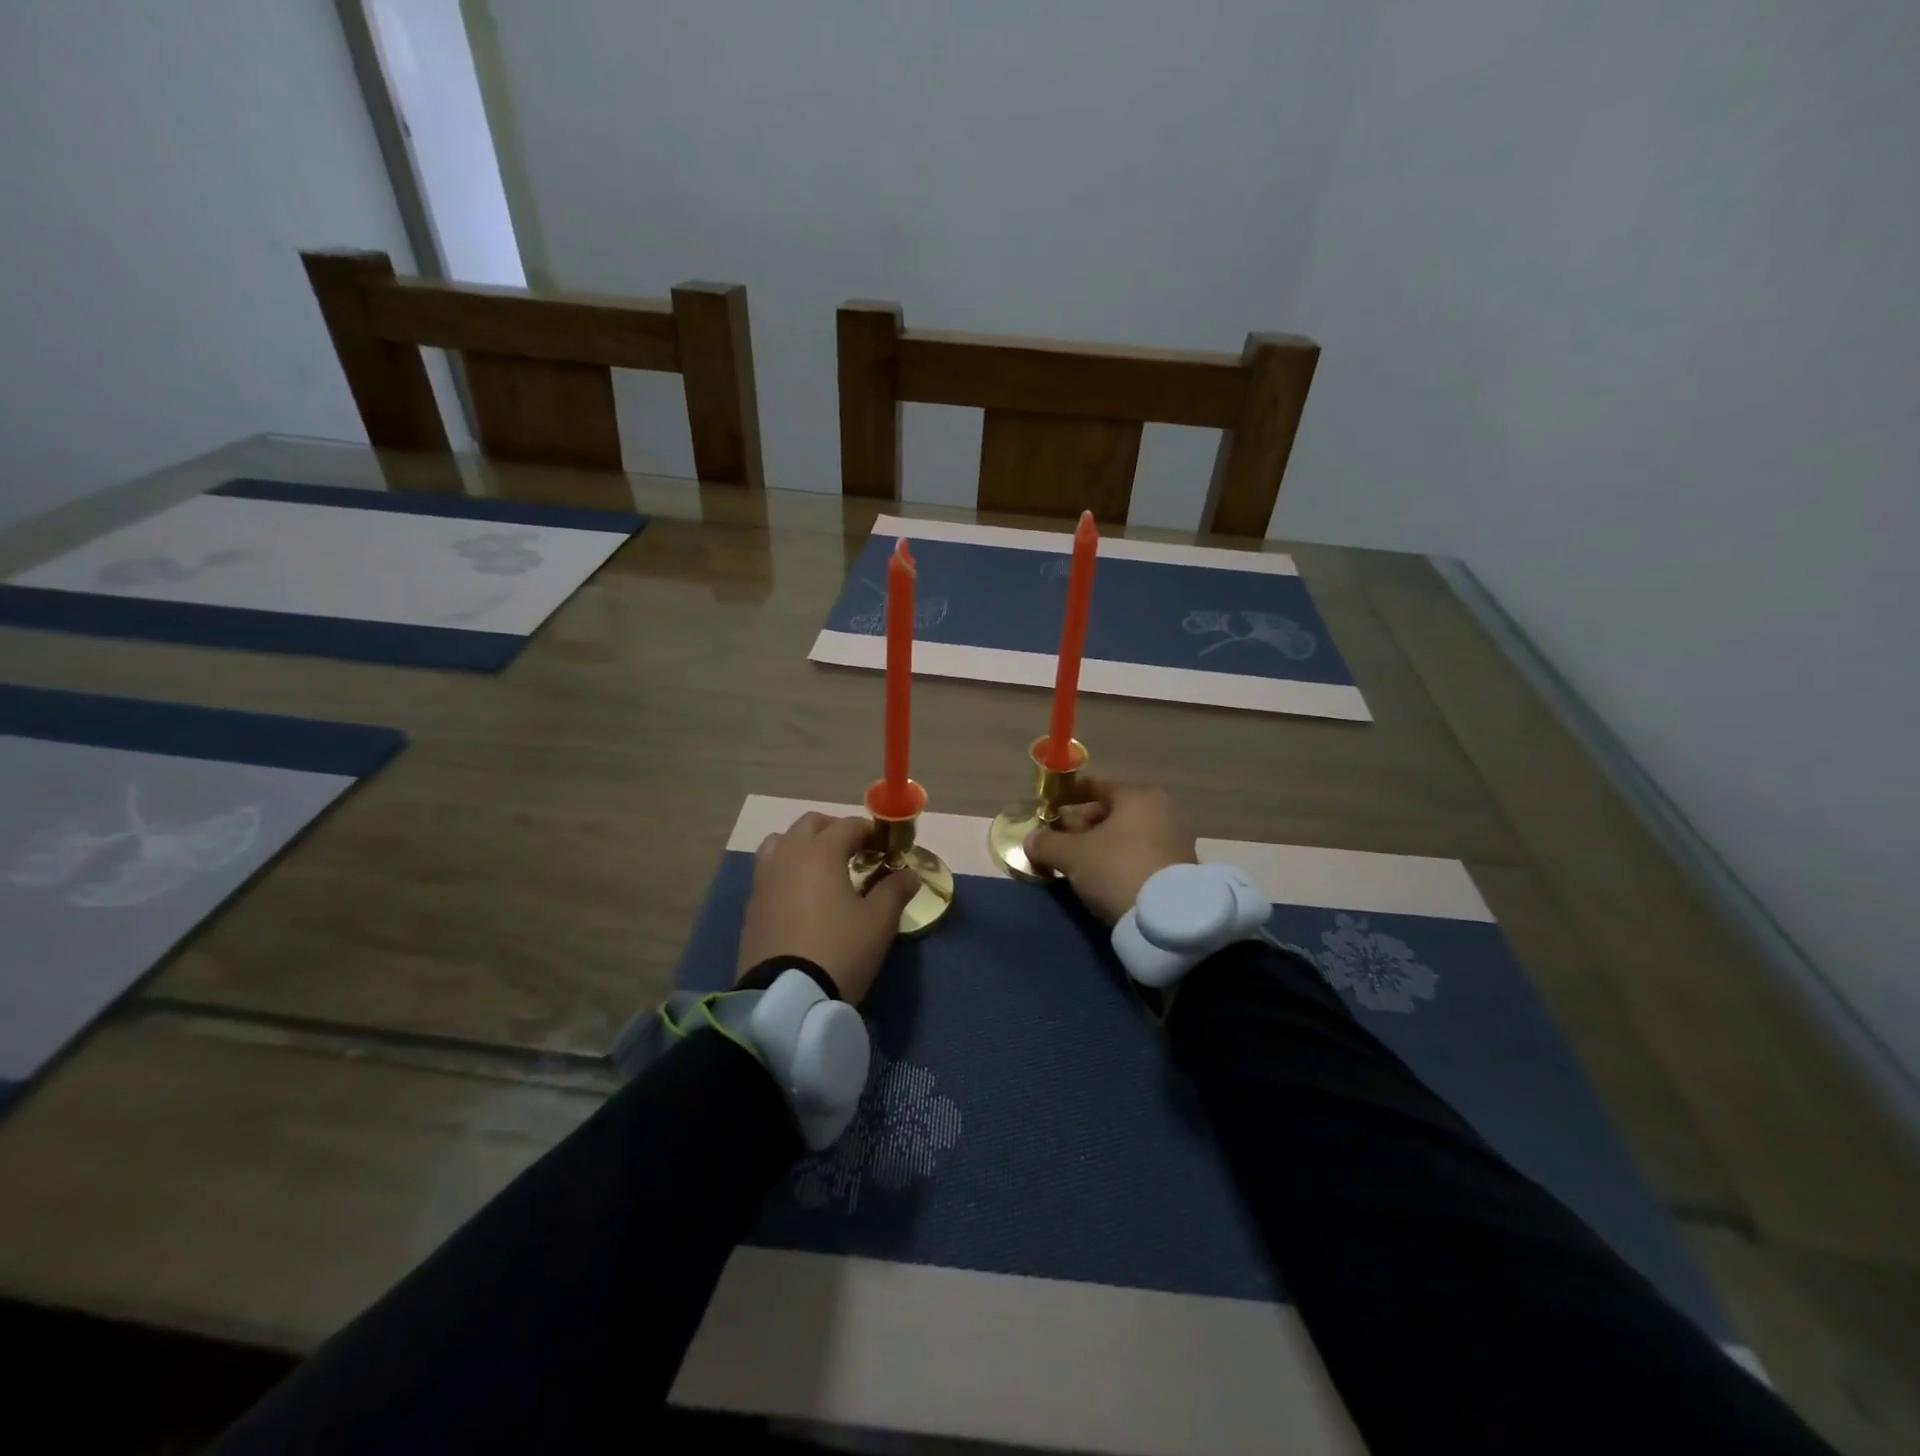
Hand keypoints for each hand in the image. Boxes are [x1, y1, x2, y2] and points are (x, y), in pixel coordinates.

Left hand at [736, 812, 919, 1004]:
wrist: (786, 997)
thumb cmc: (840, 950)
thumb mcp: (879, 921)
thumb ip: (895, 890)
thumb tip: (909, 874)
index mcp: (821, 852)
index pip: (849, 825)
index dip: (871, 832)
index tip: (886, 848)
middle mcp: (788, 856)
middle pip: (810, 824)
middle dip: (835, 830)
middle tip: (856, 852)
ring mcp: (764, 880)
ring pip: (781, 843)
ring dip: (803, 845)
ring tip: (822, 869)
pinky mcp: (751, 906)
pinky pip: (769, 873)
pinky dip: (787, 871)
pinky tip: (801, 897)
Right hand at [1024, 779, 1197, 924]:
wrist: (1169, 918)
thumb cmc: (1117, 869)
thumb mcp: (1072, 856)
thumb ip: (1047, 843)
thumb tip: (1030, 839)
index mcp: (1137, 795)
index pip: (1096, 785)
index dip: (1069, 795)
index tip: (1050, 809)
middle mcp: (1161, 809)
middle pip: (1113, 810)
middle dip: (1084, 823)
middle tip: (1061, 841)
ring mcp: (1176, 838)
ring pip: (1128, 833)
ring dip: (1103, 844)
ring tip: (1080, 863)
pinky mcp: (1181, 866)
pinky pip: (1142, 852)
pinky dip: (1122, 858)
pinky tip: (1105, 877)